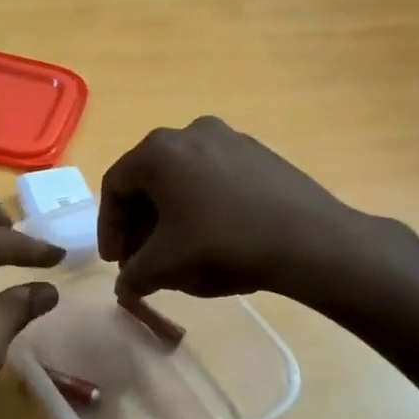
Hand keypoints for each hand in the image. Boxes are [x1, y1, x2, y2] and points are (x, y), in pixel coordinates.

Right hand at [99, 117, 399, 305]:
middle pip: (148, 179)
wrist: (310, 241)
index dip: (109, 228)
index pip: (115, 186)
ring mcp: (229, 138)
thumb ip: (133, 275)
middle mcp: (189, 132)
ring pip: (182, 178)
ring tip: (176, 251)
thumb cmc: (223, 244)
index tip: (116, 262)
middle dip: (139, 223)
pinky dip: (201, 204)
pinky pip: (214, 177)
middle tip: (142, 259)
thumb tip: (125, 285)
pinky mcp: (259, 153)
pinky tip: (212, 236)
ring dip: (169, 214)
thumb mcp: (165, 266)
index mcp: (158, 151)